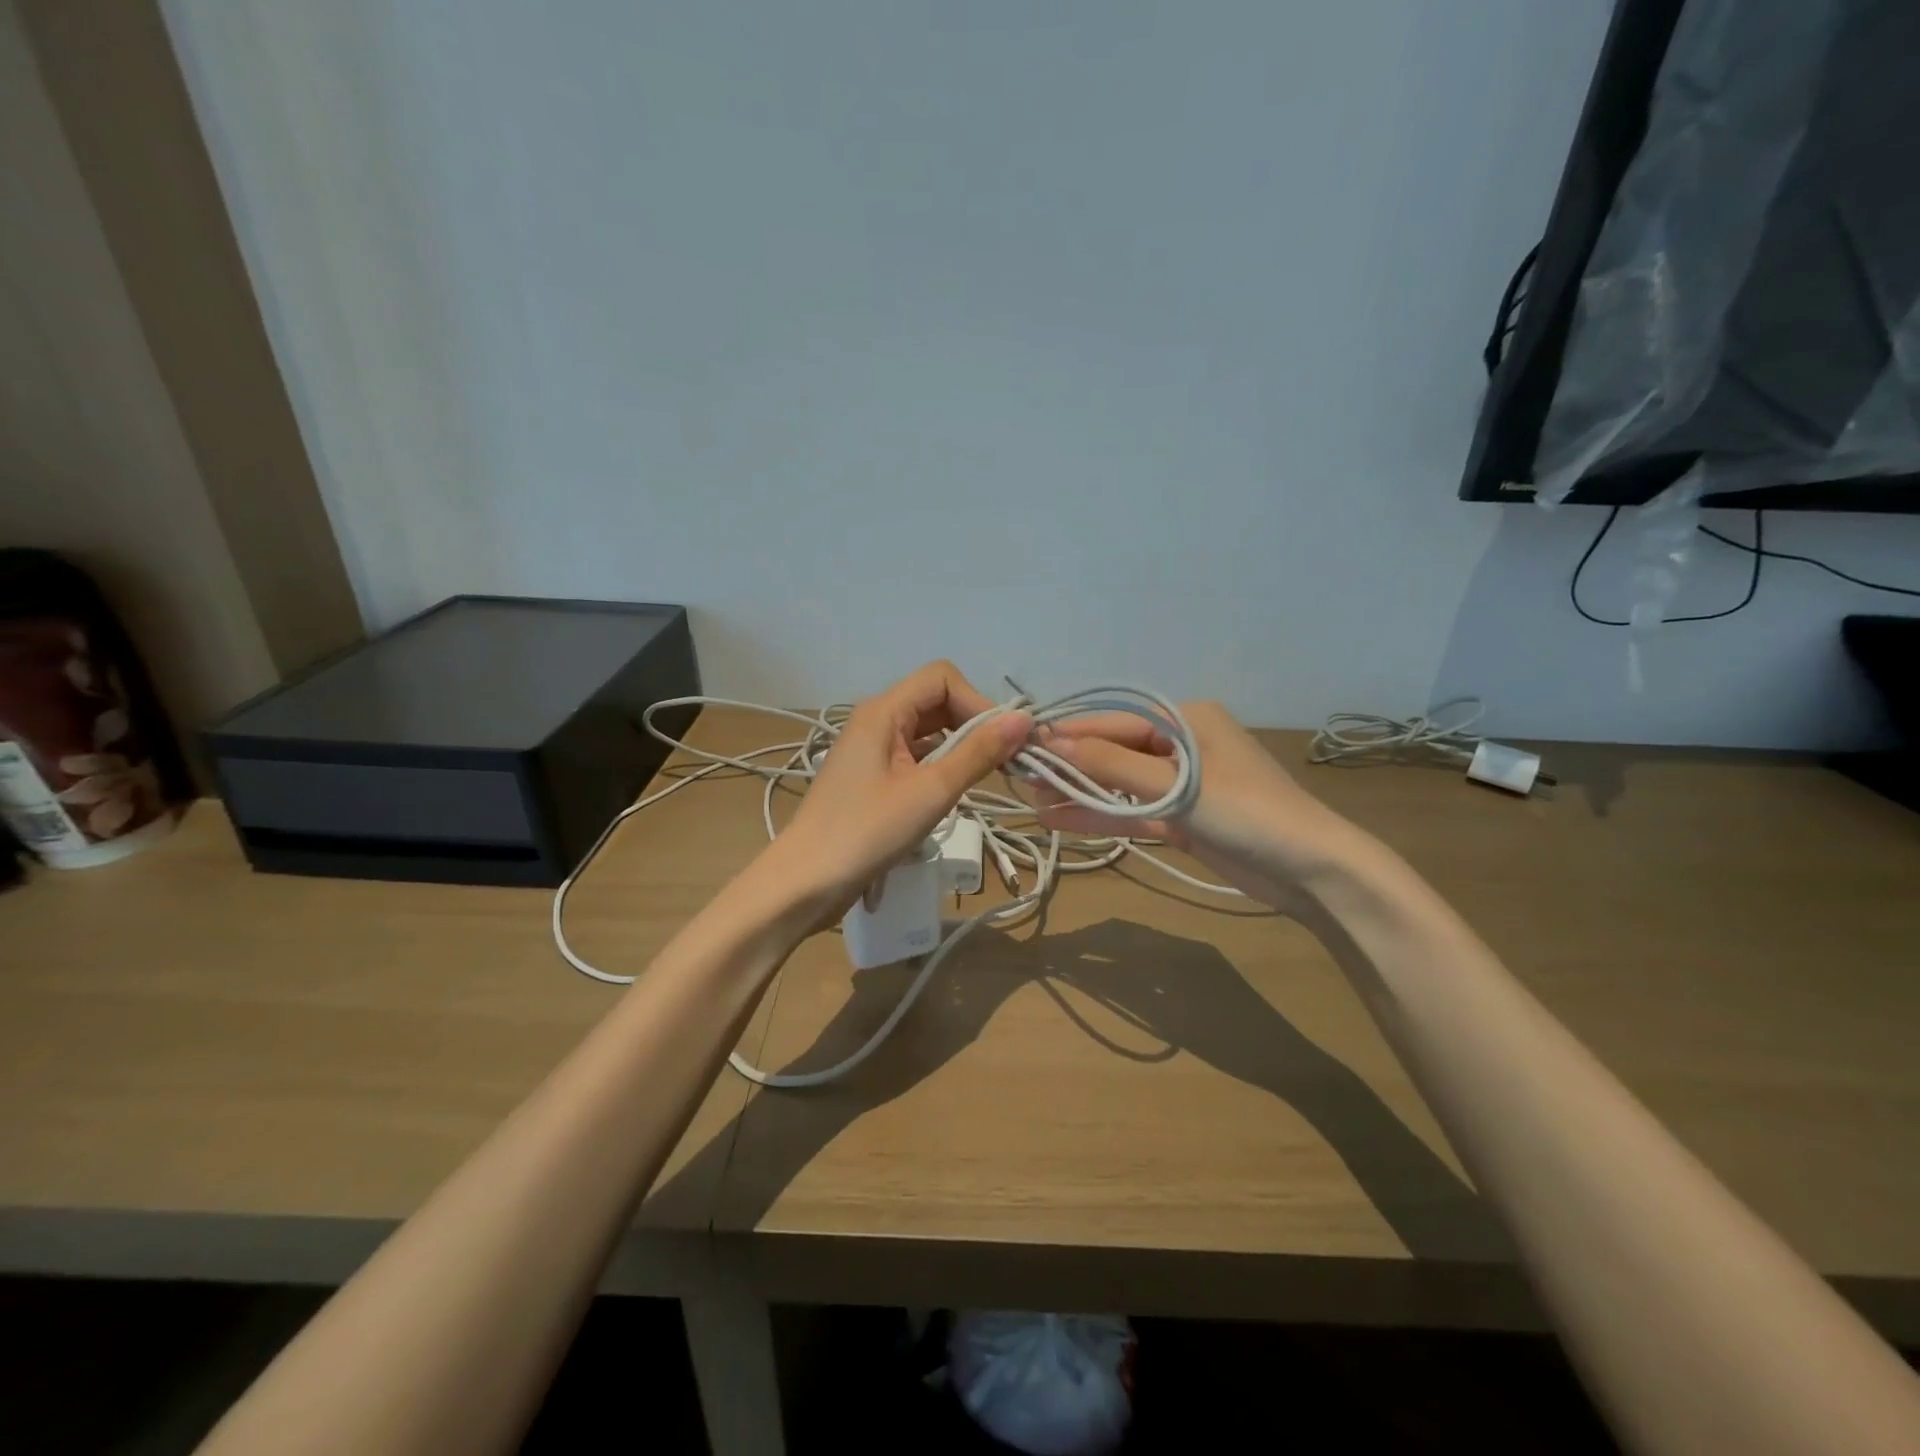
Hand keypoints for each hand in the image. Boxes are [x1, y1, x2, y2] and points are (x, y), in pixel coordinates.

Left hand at [755, 661, 1029, 912]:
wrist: (806, 881)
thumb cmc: (867, 832)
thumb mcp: (931, 791)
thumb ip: (978, 753)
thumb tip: (1023, 719)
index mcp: (883, 711)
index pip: (943, 679)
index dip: (977, 702)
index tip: (1002, 741)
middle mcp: (876, 720)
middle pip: (936, 701)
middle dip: (973, 724)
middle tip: (1004, 763)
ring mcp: (871, 749)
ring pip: (928, 731)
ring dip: (960, 747)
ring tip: (985, 779)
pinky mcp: (872, 777)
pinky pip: (915, 756)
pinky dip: (940, 766)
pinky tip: (954, 792)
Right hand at [1032, 701, 1359, 905]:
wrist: (1312, 871)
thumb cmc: (1247, 812)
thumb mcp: (1178, 785)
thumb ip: (1113, 765)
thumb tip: (1054, 742)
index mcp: (1186, 721)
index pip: (1114, 722)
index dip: (1069, 734)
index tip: (1023, 744)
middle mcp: (1181, 746)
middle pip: (1113, 752)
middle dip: (1071, 765)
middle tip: (1021, 777)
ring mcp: (1181, 785)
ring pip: (1119, 784)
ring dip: (1081, 792)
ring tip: (1032, 799)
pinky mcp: (1182, 820)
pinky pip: (1132, 812)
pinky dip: (1102, 816)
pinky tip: (1061, 820)